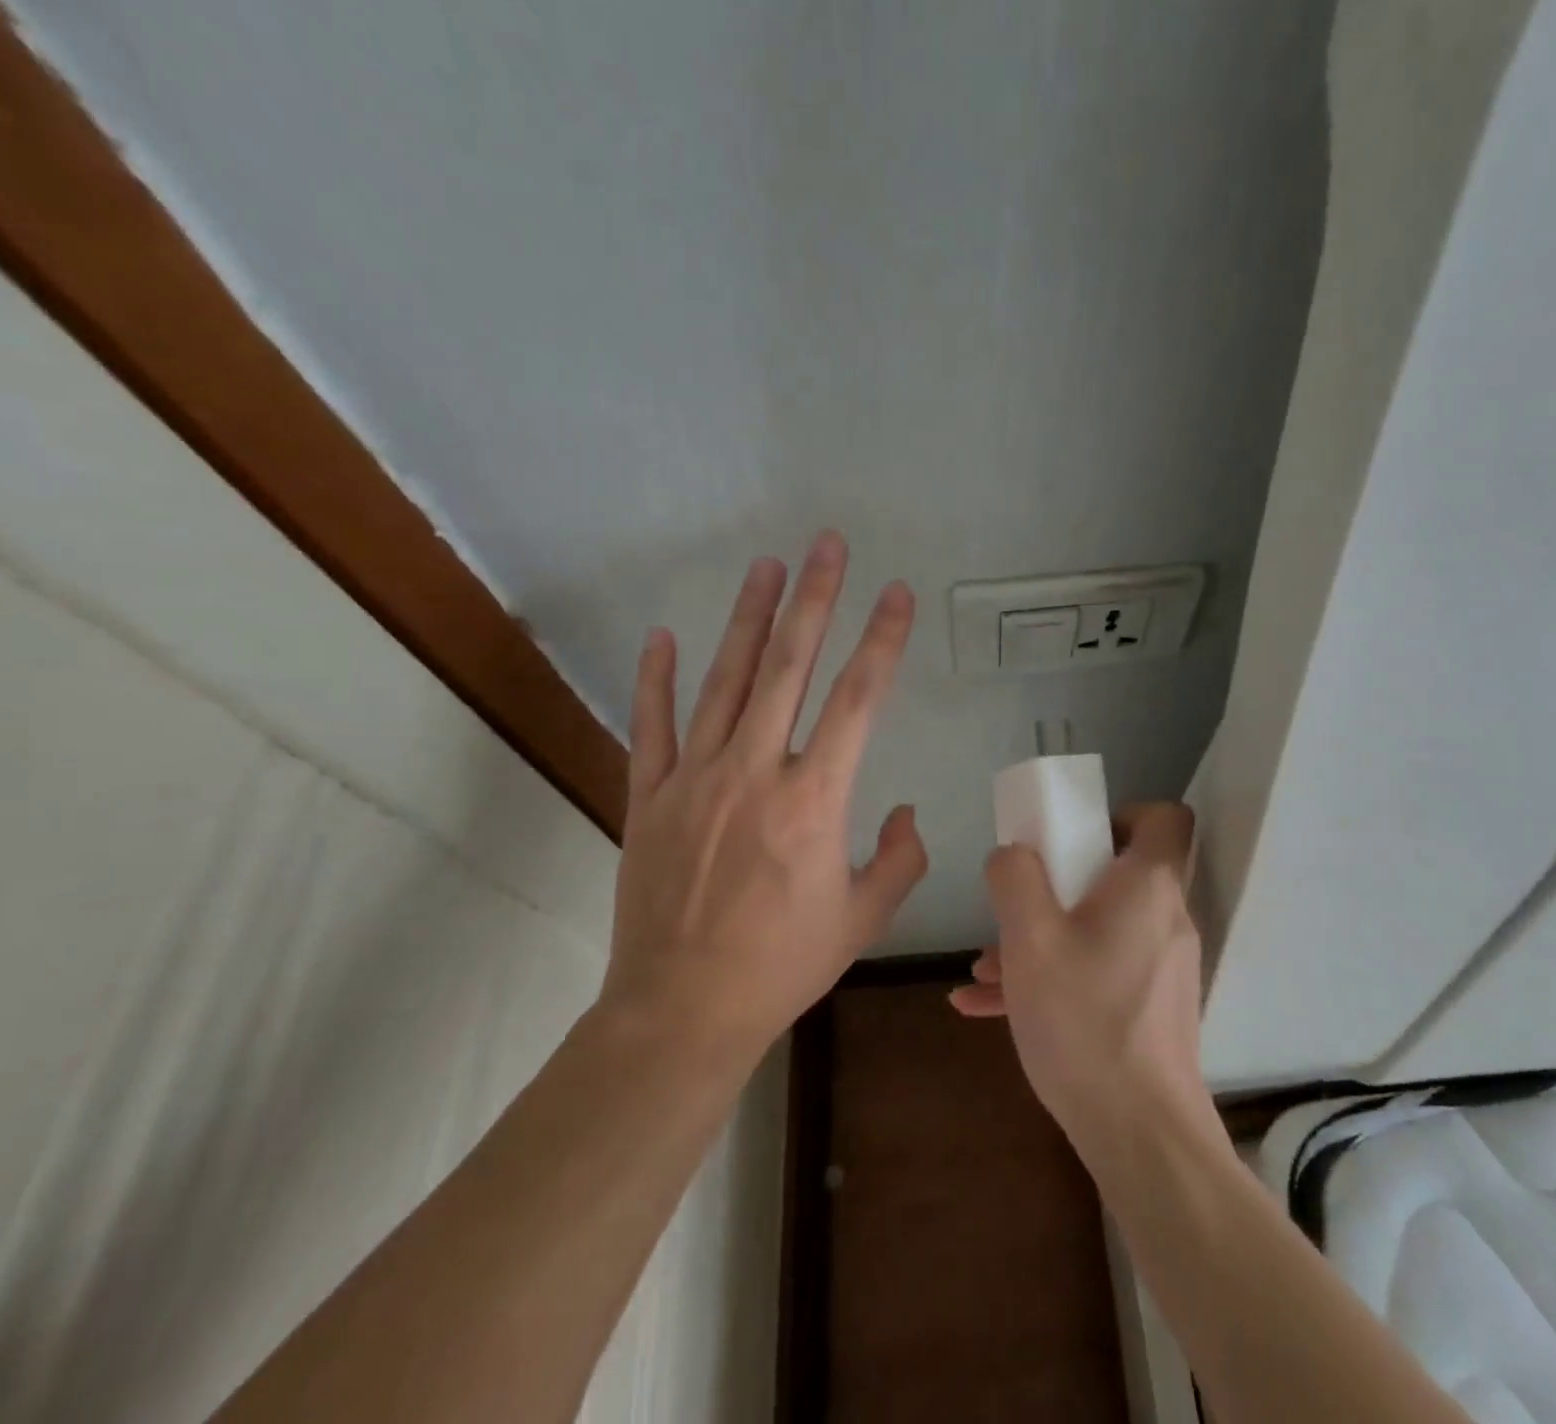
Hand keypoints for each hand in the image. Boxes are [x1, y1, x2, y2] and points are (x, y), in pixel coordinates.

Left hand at [599, 531, 927, 1062]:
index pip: (858, 700)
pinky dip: (656, 678)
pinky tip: (663, 636)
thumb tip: (907, 812)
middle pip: (790, 667)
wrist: (682, 1010)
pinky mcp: (649, 797)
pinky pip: (652, 725)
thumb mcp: (863, 919)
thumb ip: (899, 858)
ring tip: (767, 567)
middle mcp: (755, 772)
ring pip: (724, 681)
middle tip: (827, 545)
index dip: (882, 640)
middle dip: (814, 599)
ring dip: (749, 619)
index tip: (897, 595)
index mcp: (813, 801)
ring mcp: (694, 779)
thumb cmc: (782, 966)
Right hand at [951, 803, 1206, 1145]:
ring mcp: (1161, 968)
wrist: (1140, 1137)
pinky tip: (987, 1006)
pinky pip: (1098, 971)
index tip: (1072, 834)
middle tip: (1017, 903)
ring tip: (983, 969)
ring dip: (1043, 936)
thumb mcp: (1030, 939)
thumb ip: (1014, 879)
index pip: (1164, 818)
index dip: (1120, 812)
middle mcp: (1166, 919)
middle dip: (1057, 882)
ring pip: (1097, 928)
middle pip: (1118, 873)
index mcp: (1149, 887)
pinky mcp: (1150, 1008)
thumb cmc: (1085, 1021)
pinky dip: (1054, 975)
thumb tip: (1013, 855)